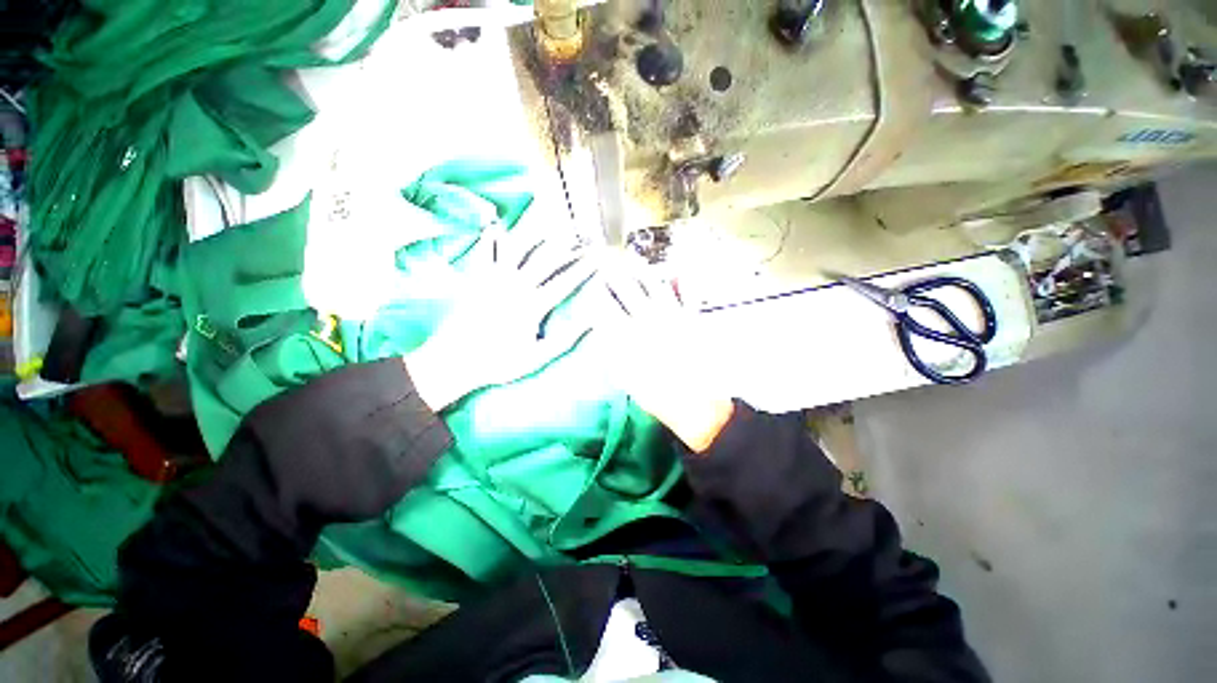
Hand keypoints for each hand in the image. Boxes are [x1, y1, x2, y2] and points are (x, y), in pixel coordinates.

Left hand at [406, 223, 596, 410]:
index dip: (582, 269)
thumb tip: (591, 323)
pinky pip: (484, 253)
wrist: (453, 361)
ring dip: (534, 237)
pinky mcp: (476, 279)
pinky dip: (490, 238)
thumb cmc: (499, 362)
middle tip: (579, 238)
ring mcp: (494, 279)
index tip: (597, 257)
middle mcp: (516, 286)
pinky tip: (496, 227)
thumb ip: (565, 339)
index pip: (564, 282)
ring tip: (548, 228)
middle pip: (546, 260)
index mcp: (533, 305)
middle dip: (566, 248)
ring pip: (517, 249)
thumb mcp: (537, 358)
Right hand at [596, 262, 733, 452]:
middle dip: (614, 274)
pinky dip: (683, 281)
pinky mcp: (692, 319)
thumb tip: (601, 330)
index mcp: (630, 334)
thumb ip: (611, 351)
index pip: (607, 307)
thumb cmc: (656, 394)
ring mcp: (672, 316)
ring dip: (643, 271)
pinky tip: (677, 272)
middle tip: (606, 261)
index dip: (597, 294)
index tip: (591, 286)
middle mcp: (649, 319)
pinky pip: (687, 294)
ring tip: (634, 260)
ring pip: (655, 286)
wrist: (694, 402)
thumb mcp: (625, 377)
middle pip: (628, 290)